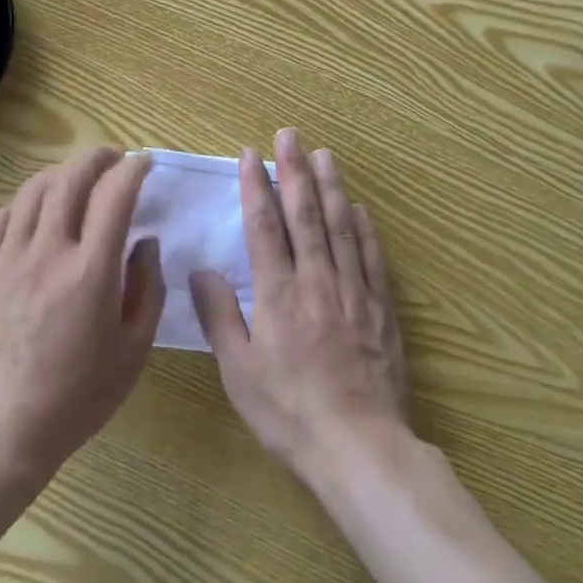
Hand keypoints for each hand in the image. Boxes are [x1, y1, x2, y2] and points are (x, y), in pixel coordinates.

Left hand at [0, 147, 166, 484]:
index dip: (132, 170)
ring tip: (75, 176)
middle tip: (111, 156)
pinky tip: (34, 210)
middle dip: (95, 157)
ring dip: (59, 173)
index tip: (143, 163)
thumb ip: (147, 288)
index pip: (114, 196)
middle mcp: (47, 252)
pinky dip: (22, 202)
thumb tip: (145, 242)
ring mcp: (7, 259)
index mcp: (91, 272)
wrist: (3, 427)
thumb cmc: (78, 395)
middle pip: (70, 180)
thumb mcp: (133, 350)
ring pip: (32, 191)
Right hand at [192, 129, 409, 486]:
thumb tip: (202, 271)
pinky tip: (359, 209)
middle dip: (294, 171)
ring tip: (324, 155)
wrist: (358, 447)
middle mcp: (317, 282)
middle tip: (289, 135)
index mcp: (278, 294)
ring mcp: (353, 292)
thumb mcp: (238, 371)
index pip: (264, 227)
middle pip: (305, 215)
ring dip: (330, 188)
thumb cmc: (288, 411)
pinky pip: (371, 258)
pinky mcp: (381, 310)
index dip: (257, 187)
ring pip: (340, 228)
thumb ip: (220, 316)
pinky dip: (363, 228)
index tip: (251, 155)